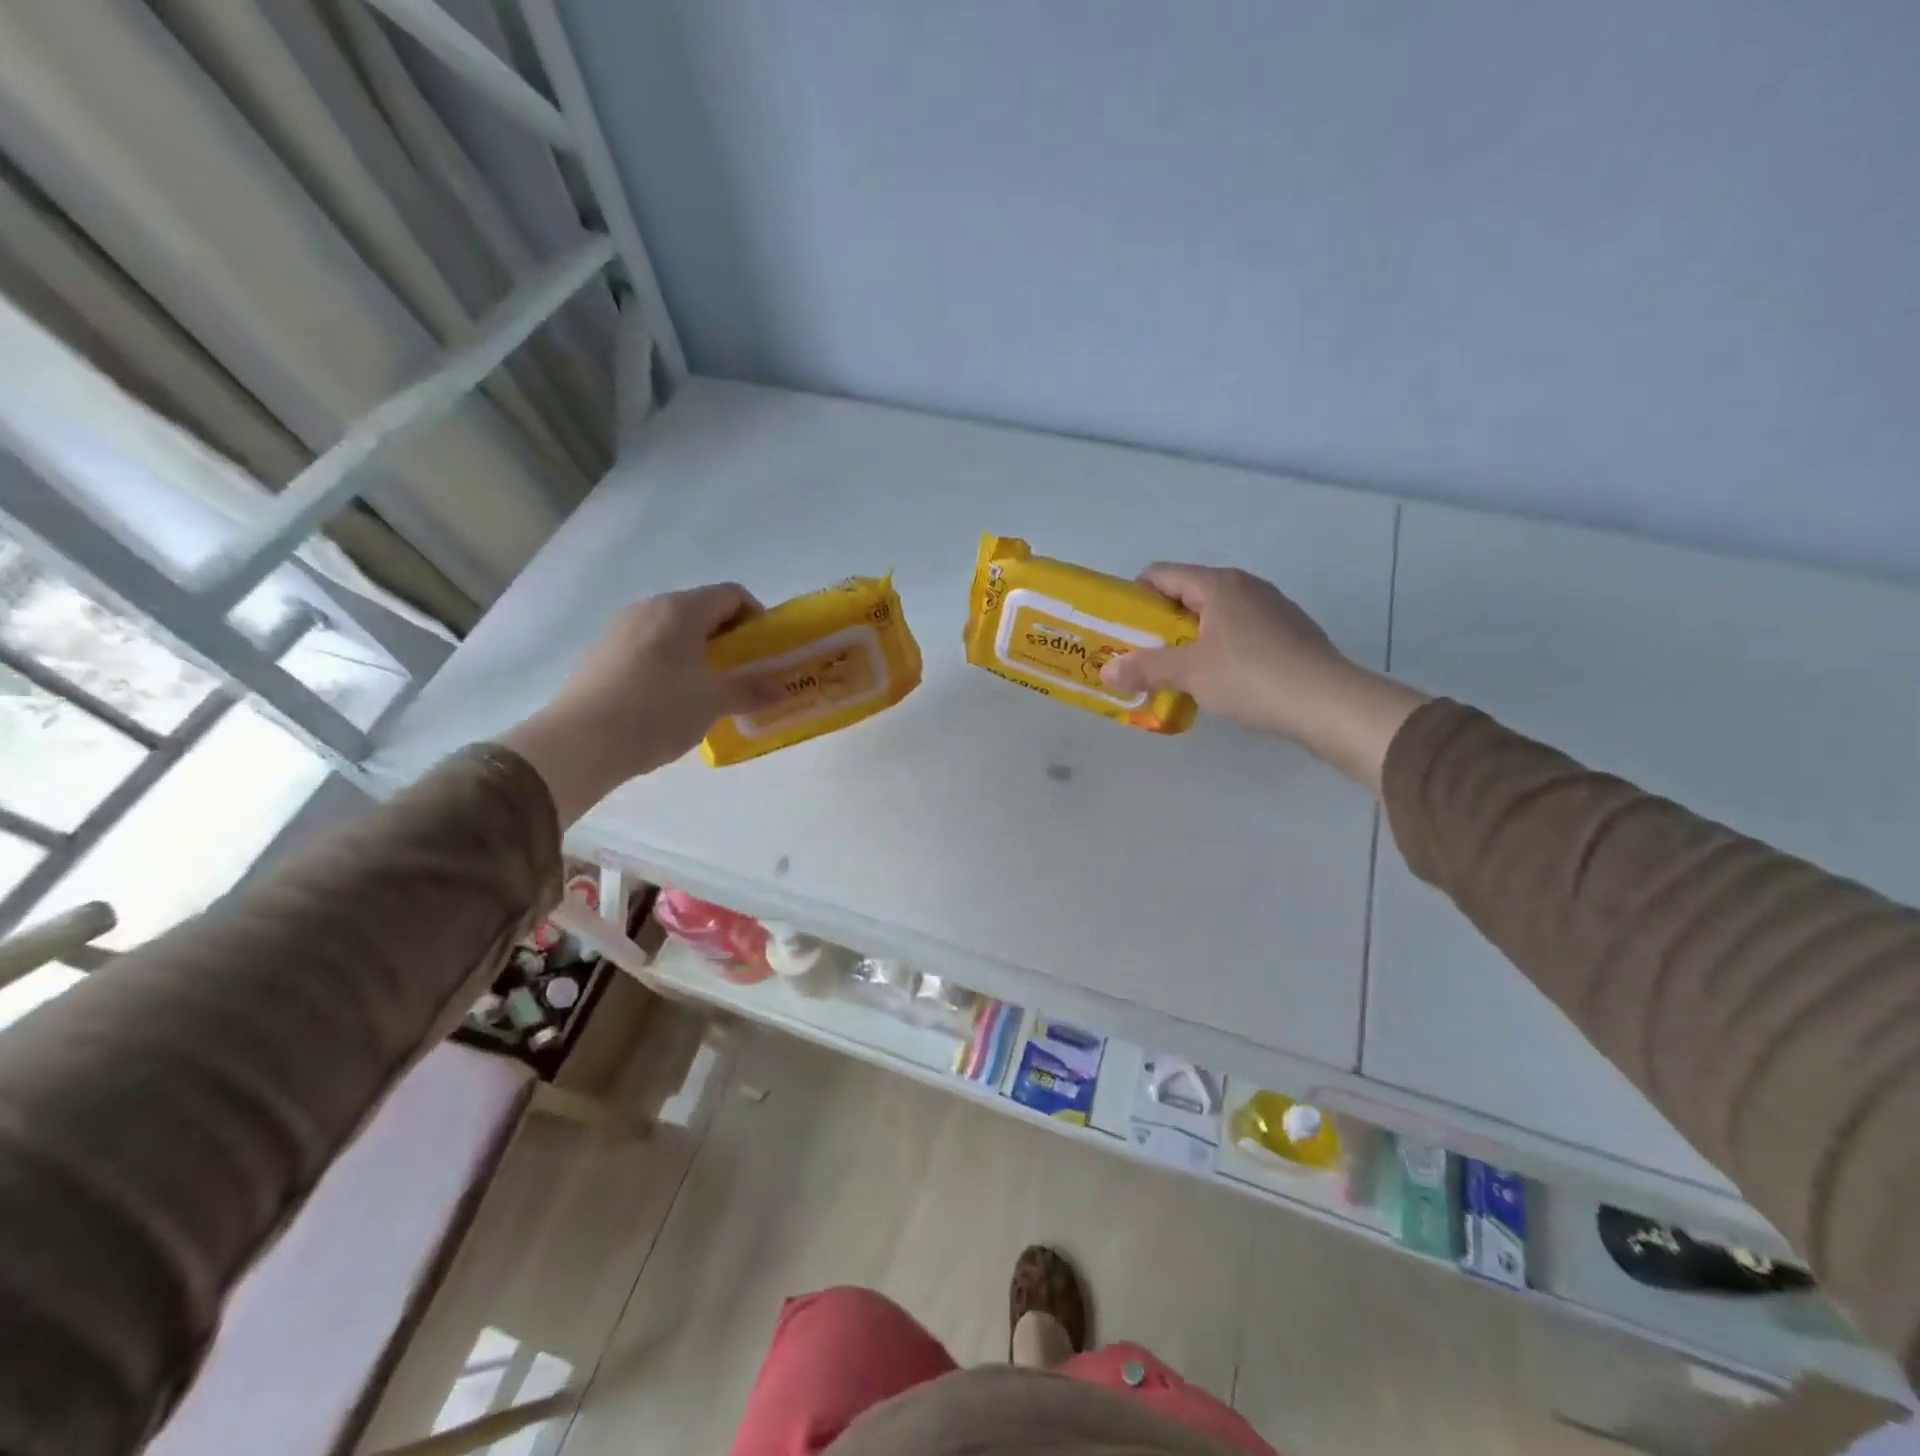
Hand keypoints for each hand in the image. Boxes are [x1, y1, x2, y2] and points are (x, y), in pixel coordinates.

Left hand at [501, 583, 770, 822]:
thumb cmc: (657, 711)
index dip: (755, 617)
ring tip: (708, 687)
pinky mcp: (602, 653)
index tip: (764, 649)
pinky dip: (670, 662)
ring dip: (698, 650)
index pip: (731, 595)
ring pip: (673, 629)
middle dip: (728, 637)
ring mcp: (621, 629)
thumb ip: (750, 691)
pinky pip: (649, 646)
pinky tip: (670, 698)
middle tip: (742, 671)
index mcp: (681, 610)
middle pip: (701, 609)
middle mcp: (650, 609)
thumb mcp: (712, 703)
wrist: (581, 742)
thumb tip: (781, 690)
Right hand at [1099, 563, 1427, 788]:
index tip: (1120, 629)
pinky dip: (1219, 650)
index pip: (1161, 575)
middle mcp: (1245, 587)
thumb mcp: (1189, 673)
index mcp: (1218, 585)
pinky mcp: (1288, 634)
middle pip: (1187, 595)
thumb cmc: (1250, 676)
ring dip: (1189, 639)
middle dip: (1159, 623)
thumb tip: (1106, 670)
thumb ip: (1145, 668)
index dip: (1134, 597)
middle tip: (1140, 655)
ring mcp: (1271, 609)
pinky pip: (1239, 633)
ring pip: (1215, 616)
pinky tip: (1217, 681)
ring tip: (1175, 672)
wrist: (1327, 703)